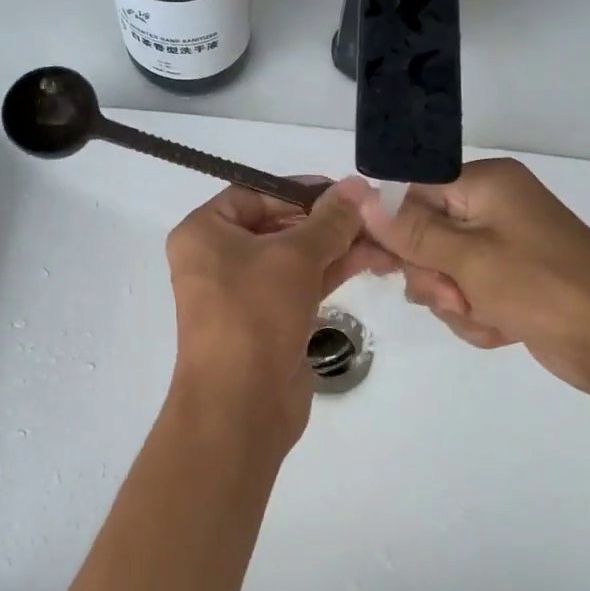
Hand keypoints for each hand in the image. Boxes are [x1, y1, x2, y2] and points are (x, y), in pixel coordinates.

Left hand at [165, 179, 393, 450]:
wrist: (241, 404)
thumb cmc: (254, 314)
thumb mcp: (294, 258)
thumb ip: (330, 221)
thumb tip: (358, 187)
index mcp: (205, 232)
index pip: (254, 194)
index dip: (300, 190)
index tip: (345, 190)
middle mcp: (219, 258)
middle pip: (279, 225)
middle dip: (328, 221)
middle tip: (374, 215)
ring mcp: (244, 292)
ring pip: (295, 257)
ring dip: (337, 246)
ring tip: (385, 239)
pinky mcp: (269, 320)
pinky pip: (302, 284)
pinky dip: (332, 271)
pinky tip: (372, 260)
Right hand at [338, 160, 589, 397]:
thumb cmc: (542, 288)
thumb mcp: (468, 258)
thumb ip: (410, 230)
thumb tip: (360, 195)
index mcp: (486, 185)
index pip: (412, 193)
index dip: (394, 230)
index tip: (382, 265)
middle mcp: (493, 208)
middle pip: (424, 236)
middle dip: (433, 276)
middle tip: (454, 295)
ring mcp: (504, 247)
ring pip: (443, 272)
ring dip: (454, 302)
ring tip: (486, 315)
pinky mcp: (512, 281)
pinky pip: (468, 295)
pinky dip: (476, 317)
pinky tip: (501, 328)